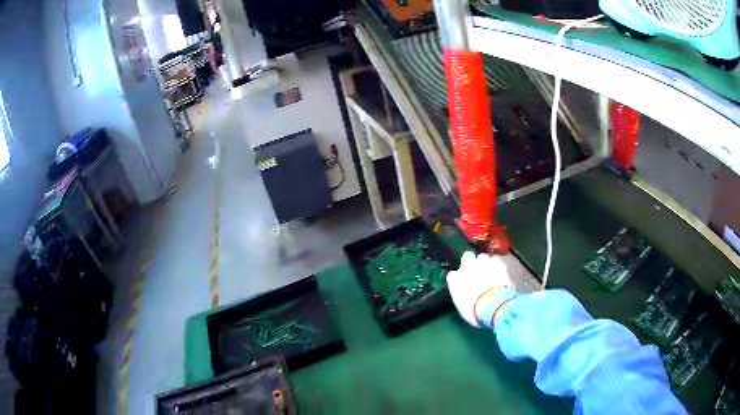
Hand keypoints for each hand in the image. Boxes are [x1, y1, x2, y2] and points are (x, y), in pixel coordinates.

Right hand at [446, 251, 513, 326]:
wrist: (493, 305)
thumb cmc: (475, 311)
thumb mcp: (462, 307)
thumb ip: (462, 297)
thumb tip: (465, 297)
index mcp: (455, 280)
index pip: (452, 275)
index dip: (458, 278)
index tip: (462, 284)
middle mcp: (467, 268)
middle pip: (467, 256)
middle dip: (471, 261)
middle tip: (476, 270)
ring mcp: (483, 263)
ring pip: (482, 256)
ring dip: (485, 262)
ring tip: (490, 271)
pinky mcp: (497, 262)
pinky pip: (495, 259)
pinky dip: (497, 265)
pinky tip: (500, 272)